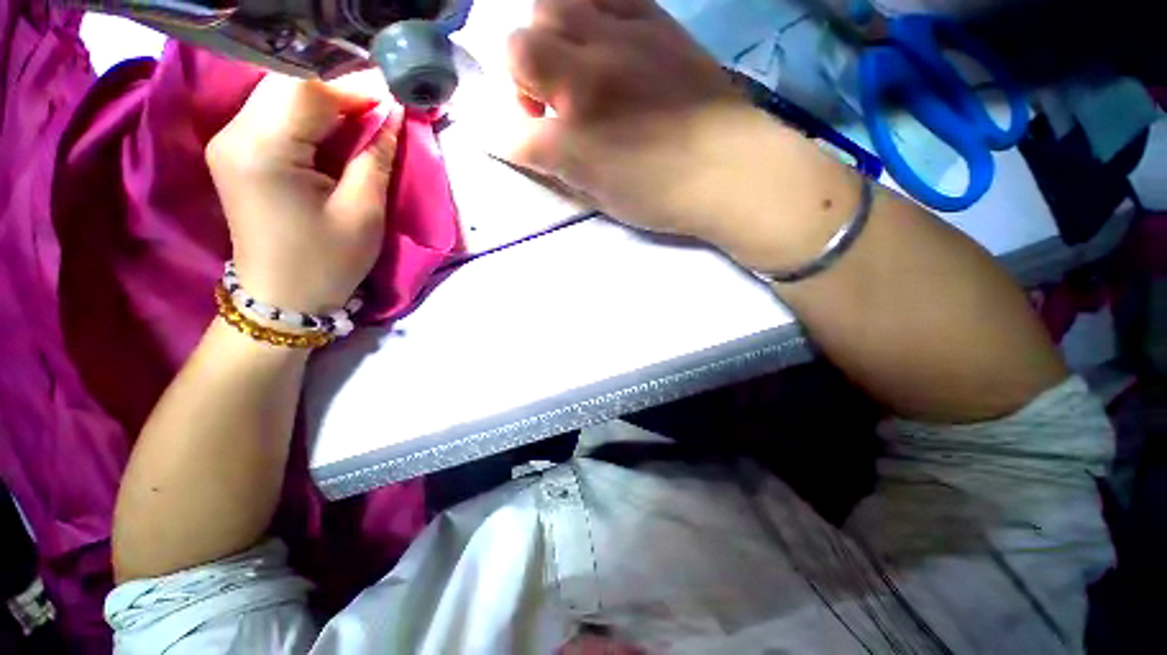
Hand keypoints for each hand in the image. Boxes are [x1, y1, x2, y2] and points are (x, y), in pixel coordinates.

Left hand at [206, 75, 403, 313]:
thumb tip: (393, 118)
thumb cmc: (327, 262)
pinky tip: (336, 127)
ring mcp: (229, 141)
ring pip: (281, 96)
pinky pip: (274, 115)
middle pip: (289, 86)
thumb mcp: (362, 212)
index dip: (355, 90)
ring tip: (366, 116)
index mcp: (263, 150)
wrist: (282, 297)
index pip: (308, 92)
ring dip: (327, 102)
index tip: (393, 100)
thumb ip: (375, 158)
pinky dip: (309, 116)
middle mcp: (234, 134)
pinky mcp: (235, 152)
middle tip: (383, 107)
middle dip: (341, 91)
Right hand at [505, 0, 754, 242]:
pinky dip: (591, 10)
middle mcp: (587, 83)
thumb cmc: (665, 197)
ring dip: (549, 34)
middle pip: (518, 47)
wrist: (732, 169)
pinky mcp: (655, 22)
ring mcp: (621, 42)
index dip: (508, 141)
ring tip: (572, 61)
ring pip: (553, 3)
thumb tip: (537, 147)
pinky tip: (603, 37)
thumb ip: (563, 169)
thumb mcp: (604, 198)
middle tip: (548, 100)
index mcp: (575, 143)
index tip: (524, 145)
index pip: (514, 135)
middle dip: (520, 75)